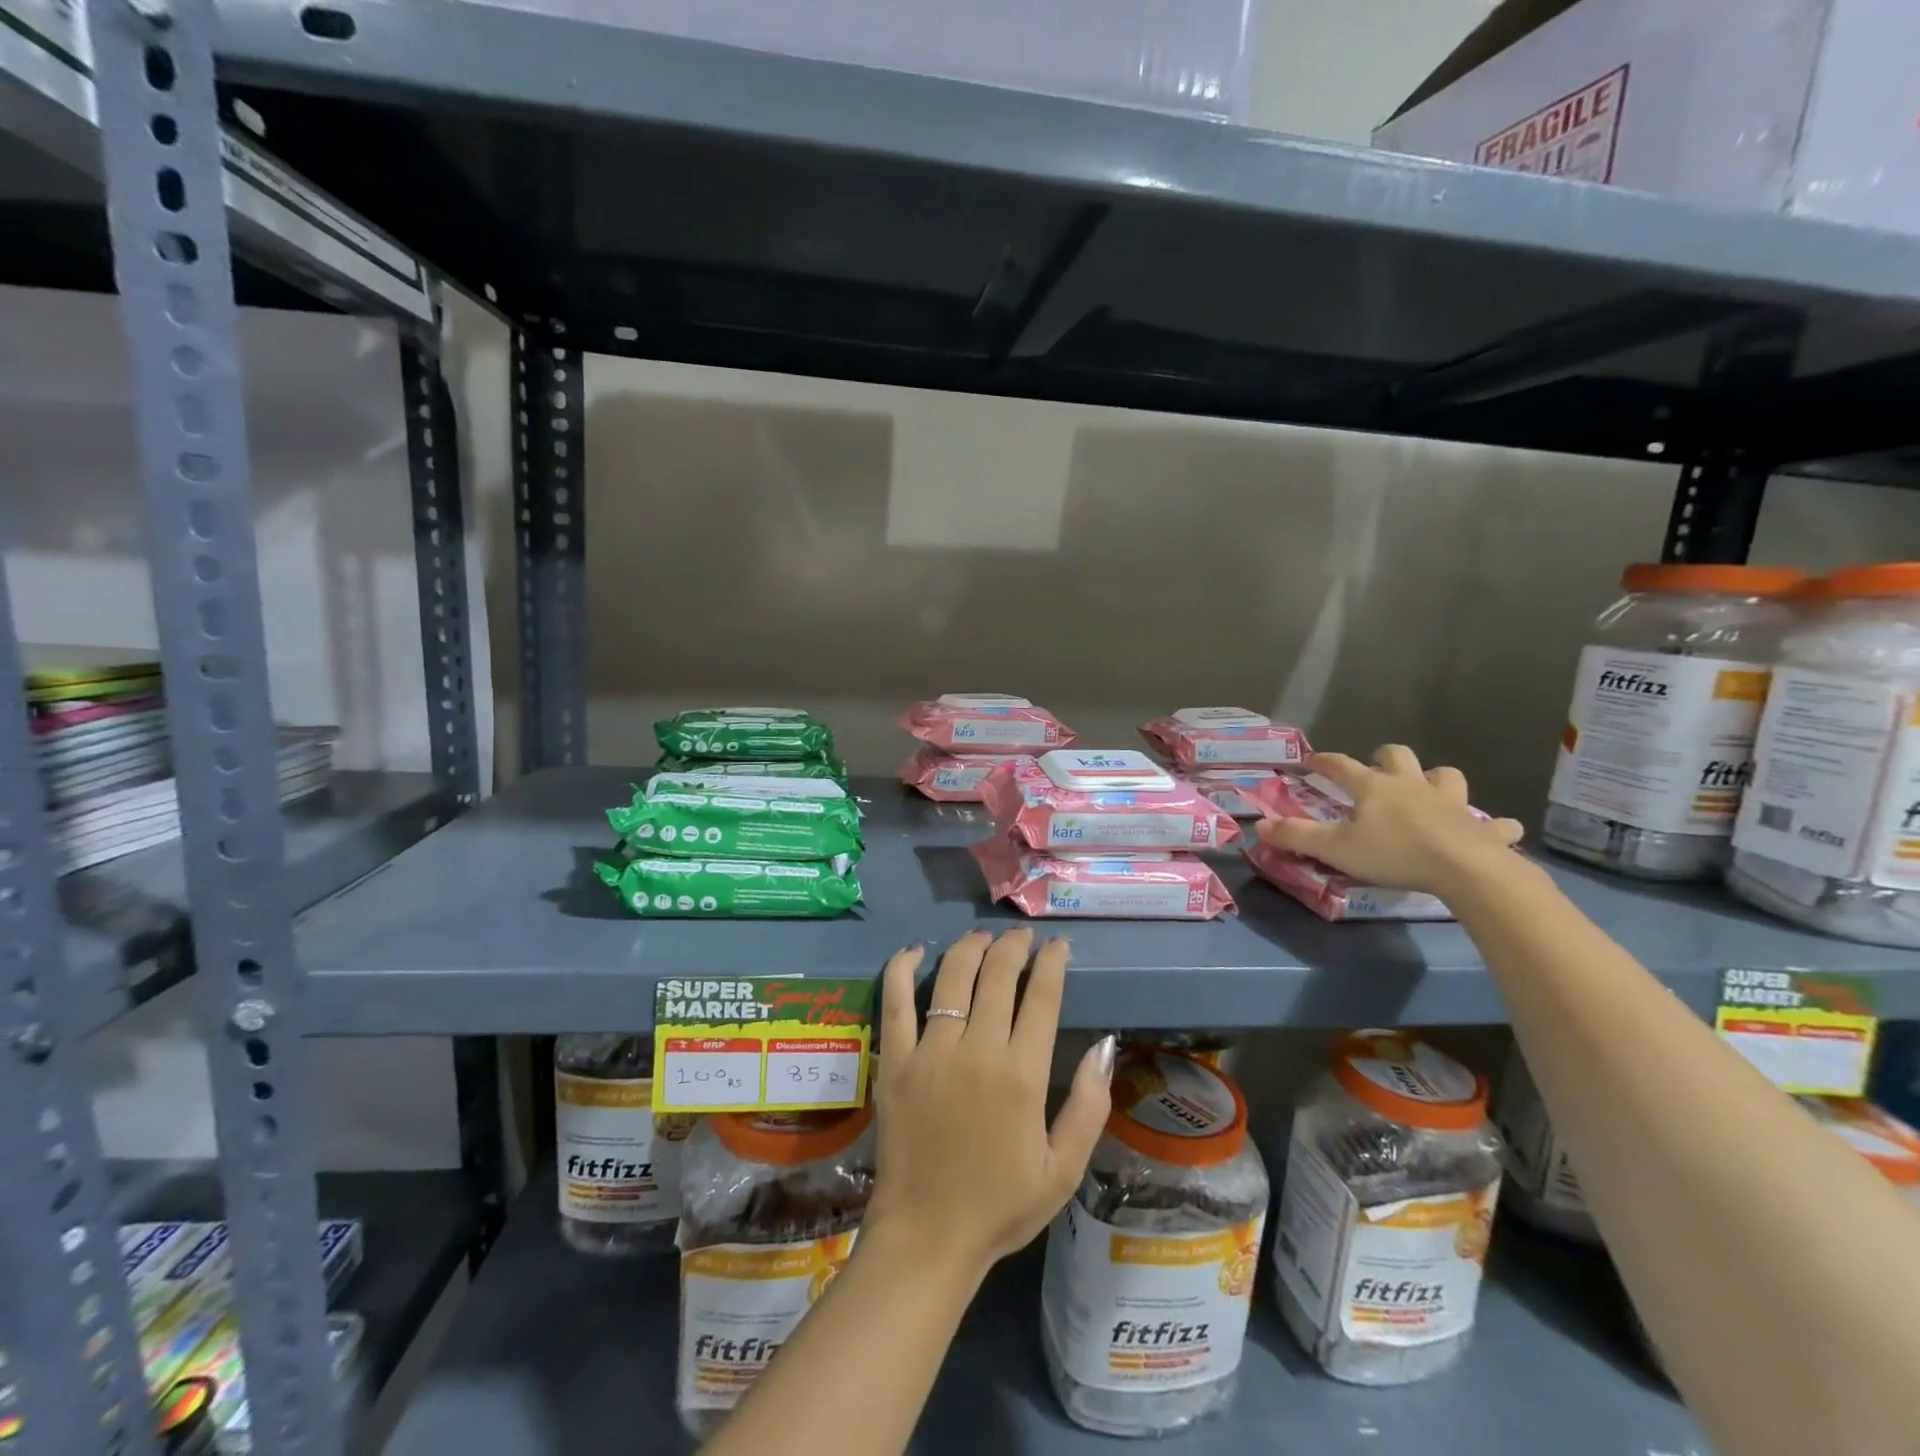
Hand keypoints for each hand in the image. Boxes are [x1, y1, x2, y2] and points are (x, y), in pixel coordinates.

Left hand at [867, 929, 1112, 1278]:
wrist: (927, 1236)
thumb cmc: (1000, 1205)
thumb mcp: (1063, 1169)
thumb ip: (1089, 1105)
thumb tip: (1104, 1046)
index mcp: (1022, 1074)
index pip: (1041, 996)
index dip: (1052, 962)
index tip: (1058, 945)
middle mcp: (977, 1050)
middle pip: (998, 974)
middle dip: (1014, 946)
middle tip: (1022, 937)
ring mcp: (931, 1051)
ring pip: (953, 976)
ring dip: (970, 947)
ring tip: (982, 937)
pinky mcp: (895, 1060)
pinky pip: (896, 1001)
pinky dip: (903, 968)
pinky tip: (914, 951)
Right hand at [1257, 745, 1524, 896]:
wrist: (1464, 869)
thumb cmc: (1393, 853)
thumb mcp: (1336, 848)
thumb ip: (1297, 836)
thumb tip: (1259, 825)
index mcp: (1373, 787)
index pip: (1341, 765)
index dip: (1323, 760)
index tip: (1310, 759)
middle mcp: (1411, 785)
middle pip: (1397, 756)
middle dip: (1384, 757)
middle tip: (1376, 770)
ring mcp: (1450, 803)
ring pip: (1446, 776)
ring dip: (1437, 781)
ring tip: (1429, 793)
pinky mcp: (1482, 827)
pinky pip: (1494, 823)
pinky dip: (1492, 826)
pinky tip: (1493, 832)